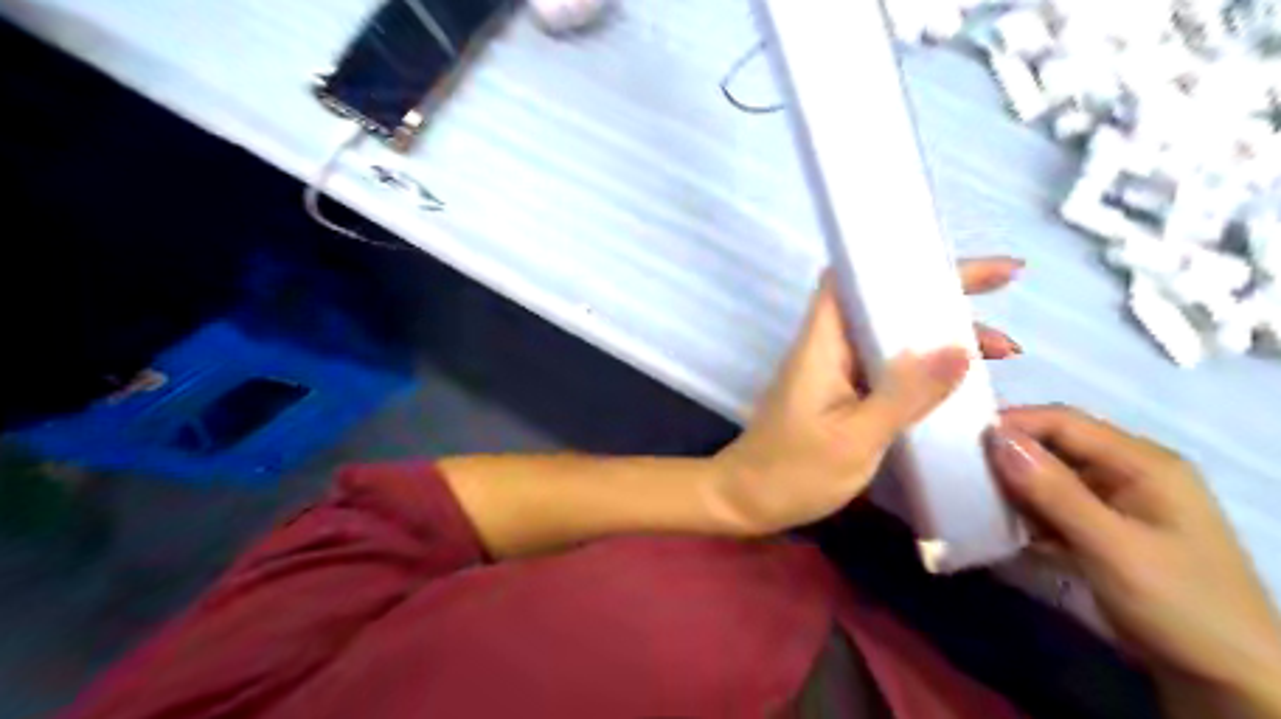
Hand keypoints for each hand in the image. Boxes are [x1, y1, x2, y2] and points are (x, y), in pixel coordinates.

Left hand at [710, 257, 1023, 532]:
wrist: (746, 501)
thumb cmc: (792, 471)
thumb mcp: (855, 438)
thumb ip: (904, 394)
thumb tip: (960, 348)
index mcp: (823, 342)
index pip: (853, 277)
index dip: (899, 260)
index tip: (953, 260)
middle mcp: (828, 346)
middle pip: (882, 303)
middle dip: (940, 296)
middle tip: (1003, 295)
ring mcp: (834, 371)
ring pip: (890, 337)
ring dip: (939, 336)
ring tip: (1001, 352)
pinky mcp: (840, 395)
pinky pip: (887, 368)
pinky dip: (924, 369)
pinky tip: (960, 385)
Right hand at [993, 407, 1280, 716]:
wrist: (1229, 683)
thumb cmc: (1178, 605)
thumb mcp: (1111, 546)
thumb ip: (1053, 491)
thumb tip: (996, 438)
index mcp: (1143, 463)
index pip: (1064, 422)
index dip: (1013, 424)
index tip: (962, 439)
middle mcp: (1129, 473)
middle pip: (1056, 446)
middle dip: (1008, 455)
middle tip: (960, 468)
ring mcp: (1119, 503)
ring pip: (1051, 477)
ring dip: (1014, 486)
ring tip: (971, 495)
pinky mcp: (1106, 531)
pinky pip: (1055, 507)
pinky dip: (1027, 513)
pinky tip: (1001, 525)